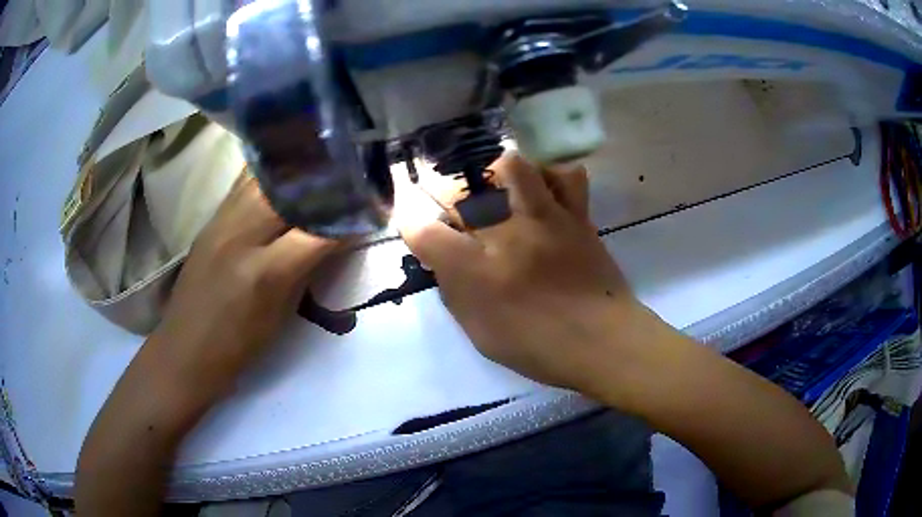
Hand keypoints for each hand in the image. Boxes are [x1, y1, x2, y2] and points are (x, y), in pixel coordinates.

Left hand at [151, 175, 336, 401]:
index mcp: (264, 273)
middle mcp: (241, 236)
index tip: (371, 206)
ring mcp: (221, 221)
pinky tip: (287, 172)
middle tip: (350, 173)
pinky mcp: (211, 217)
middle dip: (325, 177)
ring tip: (323, 163)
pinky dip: (271, 172)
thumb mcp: (281, 315)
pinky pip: (245, 181)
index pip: (319, 231)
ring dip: (297, 167)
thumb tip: (336, 237)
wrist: (184, 350)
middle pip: (291, 187)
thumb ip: (308, 270)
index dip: (349, 216)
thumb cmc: (237, 346)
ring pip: (265, 174)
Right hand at [401, 153, 659, 393]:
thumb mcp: (480, 334)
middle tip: (452, 204)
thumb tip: (444, 260)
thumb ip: (455, 293)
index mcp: (478, 271)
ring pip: (513, 166)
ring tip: (497, 189)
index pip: (423, 231)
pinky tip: (544, 193)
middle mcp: (507, 235)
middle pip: (461, 188)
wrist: (604, 341)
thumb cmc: (539, 347)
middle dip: (445, 191)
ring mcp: (546, 219)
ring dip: (496, 173)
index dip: (409, 222)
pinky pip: (565, 176)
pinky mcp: (576, 216)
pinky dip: (550, 177)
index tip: (412, 222)